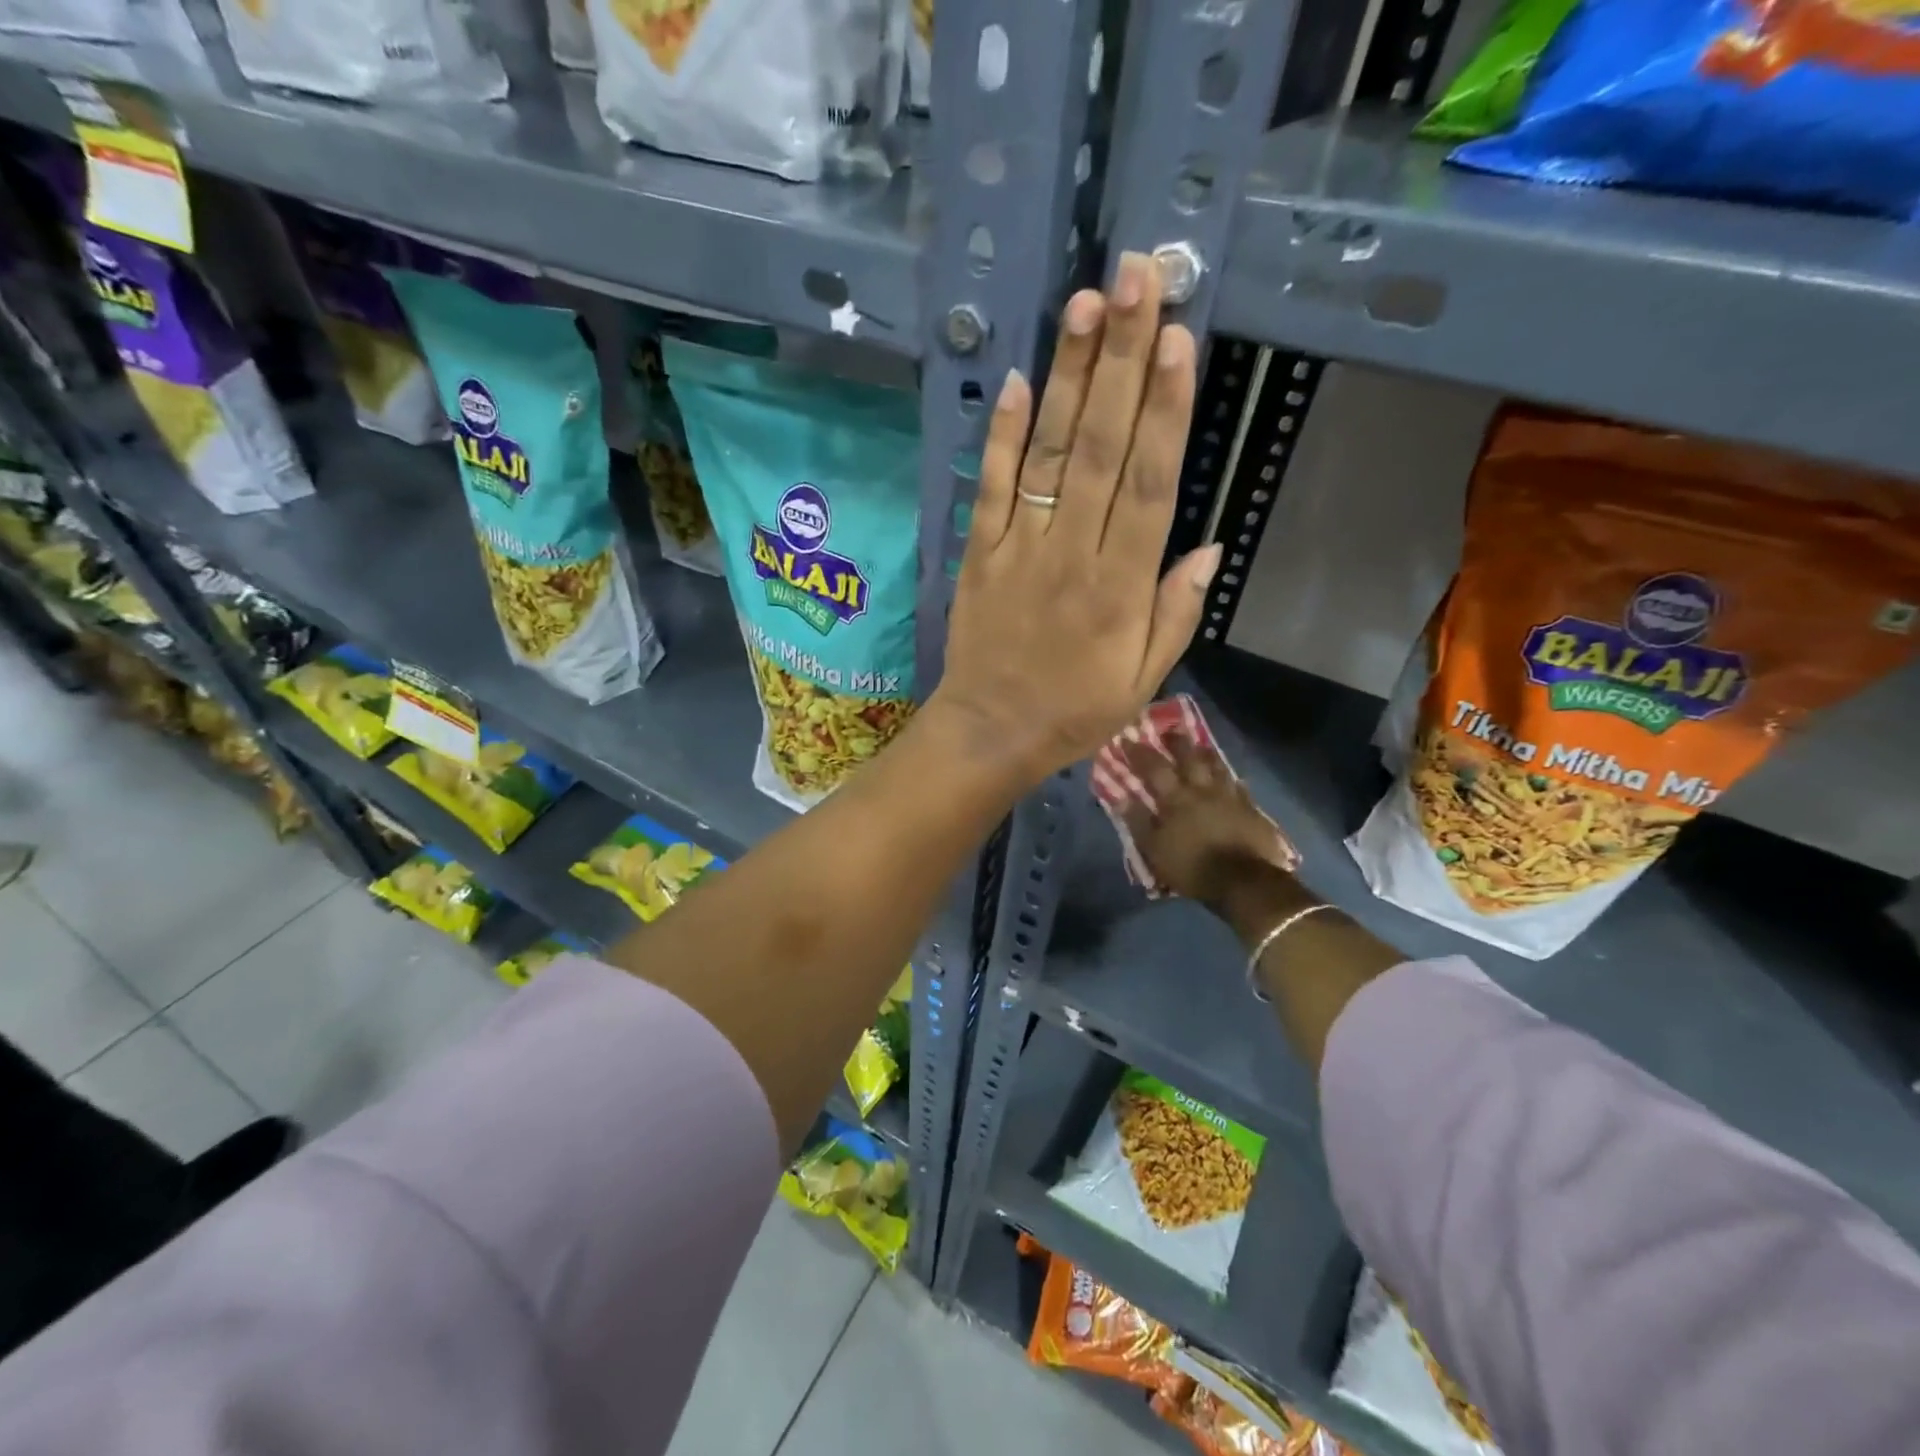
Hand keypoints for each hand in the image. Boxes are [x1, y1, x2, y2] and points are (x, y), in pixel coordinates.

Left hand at [930, 253, 1221, 792]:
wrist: (990, 732)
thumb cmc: (1074, 711)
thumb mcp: (1143, 680)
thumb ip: (1176, 613)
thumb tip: (1208, 547)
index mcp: (1122, 585)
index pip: (1151, 482)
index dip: (1166, 409)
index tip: (1179, 338)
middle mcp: (1074, 551)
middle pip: (1104, 446)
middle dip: (1123, 359)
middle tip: (1138, 279)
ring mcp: (1021, 546)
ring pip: (1051, 453)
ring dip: (1071, 378)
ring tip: (1088, 305)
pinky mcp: (980, 551)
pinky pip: (993, 486)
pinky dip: (1004, 434)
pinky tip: (1020, 378)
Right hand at [1118, 734, 1295, 910]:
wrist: (1245, 882)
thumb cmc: (1192, 867)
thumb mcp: (1155, 849)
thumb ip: (1138, 821)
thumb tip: (1120, 797)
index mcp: (1176, 798)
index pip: (1154, 768)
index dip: (1139, 752)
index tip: (1127, 737)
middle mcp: (1203, 789)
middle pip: (1189, 757)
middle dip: (1177, 742)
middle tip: (1169, 729)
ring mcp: (1230, 797)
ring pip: (1217, 766)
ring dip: (1206, 754)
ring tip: (1200, 746)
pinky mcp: (1251, 809)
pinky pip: (1238, 786)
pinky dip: (1230, 779)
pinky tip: (1230, 779)